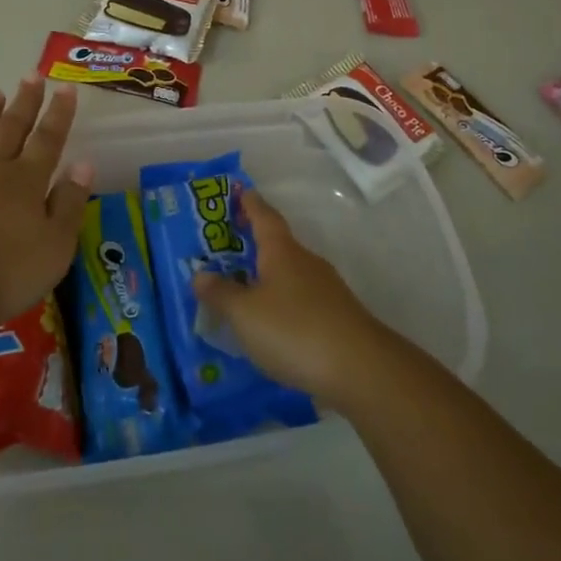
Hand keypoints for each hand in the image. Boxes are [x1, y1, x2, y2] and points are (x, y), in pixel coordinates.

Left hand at [0, 78, 93, 324]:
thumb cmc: (8, 272)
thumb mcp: (56, 244)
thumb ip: (70, 202)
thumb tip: (83, 164)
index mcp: (24, 180)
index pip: (47, 138)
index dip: (58, 113)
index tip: (65, 88)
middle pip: (9, 128)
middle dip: (23, 102)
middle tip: (31, 75)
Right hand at [191, 190, 389, 407]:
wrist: (361, 369)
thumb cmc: (294, 330)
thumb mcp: (245, 314)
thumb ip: (221, 294)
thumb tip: (200, 273)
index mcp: (282, 252)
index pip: (264, 217)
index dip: (251, 204)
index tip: (240, 190)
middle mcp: (306, 262)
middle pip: (278, 245)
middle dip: (255, 243)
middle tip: (228, 245)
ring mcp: (326, 290)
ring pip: (290, 274)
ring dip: (268, 276)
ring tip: (243, 289)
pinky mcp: (337, 317)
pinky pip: (301, 299)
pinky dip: (283, 303)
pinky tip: (272, 324)